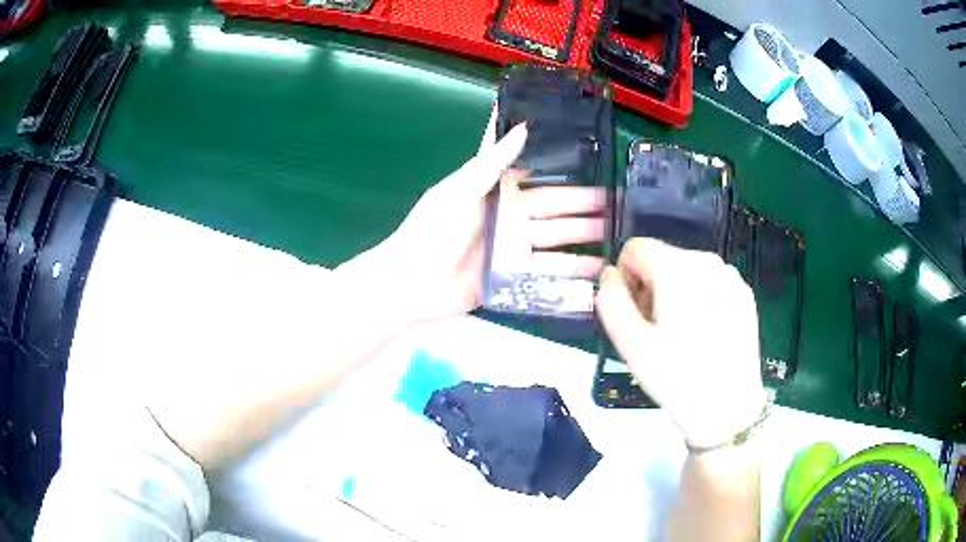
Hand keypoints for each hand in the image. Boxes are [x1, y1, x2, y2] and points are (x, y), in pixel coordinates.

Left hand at [346, 108, 604, 324]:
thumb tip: (521, 126)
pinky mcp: (515, 279)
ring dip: (585, 238)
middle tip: (619, 203)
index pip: (537, 175)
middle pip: (555, 209)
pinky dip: (572, 274)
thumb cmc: (432, 231)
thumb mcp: (460, 189)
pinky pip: (548, 274)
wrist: (412, 284)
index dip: (563, 170)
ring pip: (558, 241)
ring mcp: (514, 250)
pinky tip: (598, 272)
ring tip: (618, 235)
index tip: (594, 162)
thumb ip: (492, 161)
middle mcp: (510, 218)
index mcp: (497, 192)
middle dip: (585, 206)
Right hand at [595, 238, 765, 449]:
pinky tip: (705, 337)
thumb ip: (610, 300)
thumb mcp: (630, 343)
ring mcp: (730, 276)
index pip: (634, 249)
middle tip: (656, 333)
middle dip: (651, 288)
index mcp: (676, 267)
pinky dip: (700, 301)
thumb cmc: (676, 377)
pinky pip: (710, 284)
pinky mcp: (744, 294)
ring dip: (675, 295)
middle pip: (662, 259)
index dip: (626, 280)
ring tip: (681, 337)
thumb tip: (609, 276)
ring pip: (686, 271)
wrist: (728, 408)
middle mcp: (706, 260)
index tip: (636, 316)